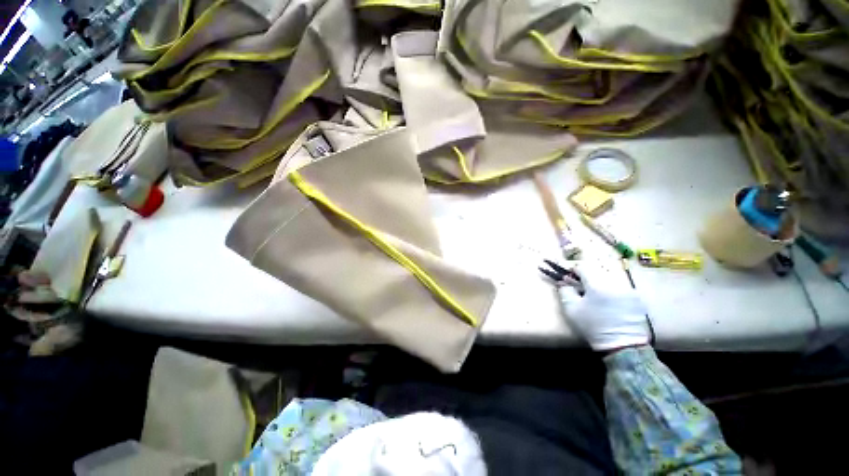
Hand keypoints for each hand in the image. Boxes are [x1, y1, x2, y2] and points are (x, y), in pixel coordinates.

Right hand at [558, 261, 650, 351]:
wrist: (621, 344)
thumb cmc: (592, 325)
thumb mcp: (571, 309)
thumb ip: (565, 291)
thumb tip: (564, 282)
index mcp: (596, 285)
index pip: (583, 268)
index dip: (574, 270)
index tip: (570, 277)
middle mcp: (614, 283)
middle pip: (597, 272)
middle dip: (588, 278)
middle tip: (583, 288)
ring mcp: (628, 290)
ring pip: (610, 279)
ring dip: (602, 284)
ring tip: (598, 297)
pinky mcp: (637, 298)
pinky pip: (621, 288)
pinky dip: (614, 291)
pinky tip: (611, 303)